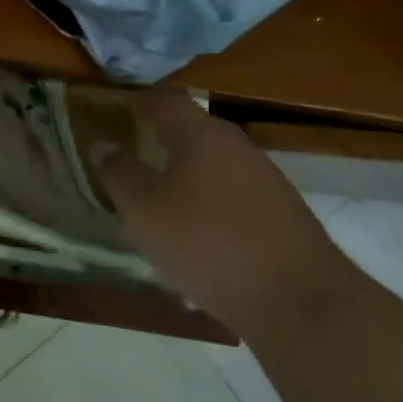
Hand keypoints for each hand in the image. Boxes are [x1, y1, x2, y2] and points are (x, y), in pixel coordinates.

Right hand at [90, 93, 353, 332]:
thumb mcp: (145, 211)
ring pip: (215, 164)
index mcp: (201, 134)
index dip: (139, 102)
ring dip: (188, 174)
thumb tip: (103, 144)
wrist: (299, 301)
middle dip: (163, 139)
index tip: (118, 112)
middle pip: (193, 130)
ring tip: (163, 200)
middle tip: (136, 156)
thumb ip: (119, 172)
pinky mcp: (283, 213)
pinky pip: (235, 194)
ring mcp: (266, 178)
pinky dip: (212, 202)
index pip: (165, 100)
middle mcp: (236, 145)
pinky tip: (201, 234)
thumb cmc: (207, 244)